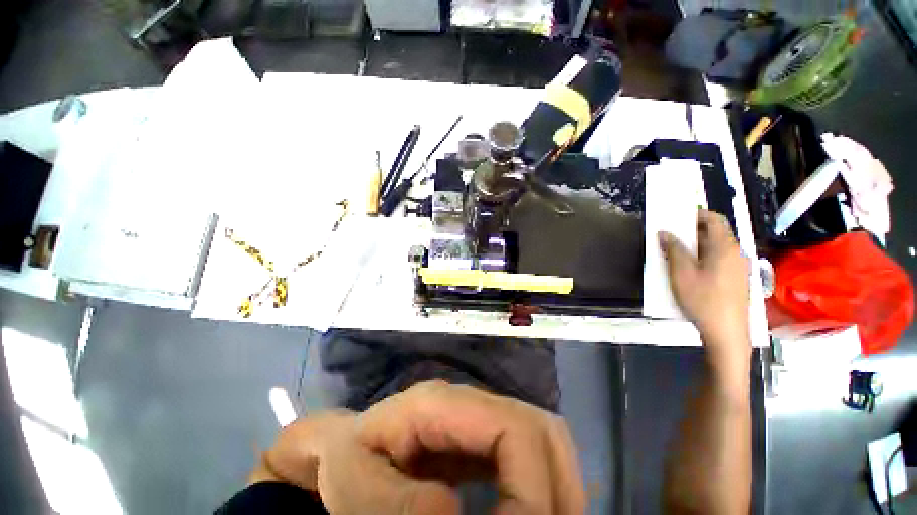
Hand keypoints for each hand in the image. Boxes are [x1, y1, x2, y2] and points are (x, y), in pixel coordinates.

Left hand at [252, 381, 584, 514]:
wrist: (350, 445)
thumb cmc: (349, 459)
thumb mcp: (355, 484)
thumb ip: (394, 503)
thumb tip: (452, 510)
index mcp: (444, 404)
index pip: (513, 428)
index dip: (532, 487)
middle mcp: (472, 402)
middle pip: (542, 428)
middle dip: (558, 487)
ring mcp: (481, 416)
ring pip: (546, 437)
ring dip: (559, 487)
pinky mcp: (484, 436)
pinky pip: (532, 452)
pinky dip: (546, 486)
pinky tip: (534, 513)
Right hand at [659, 210, 750, 376]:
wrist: (727, 332)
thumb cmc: (702, 299)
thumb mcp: (681, 273)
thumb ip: (673, 250)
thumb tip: (664, 232)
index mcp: (725, 247)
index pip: (715, 219)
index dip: (696, 214)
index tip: (677, 217)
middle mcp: (736, 254)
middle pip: (716, 233)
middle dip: (693, 231)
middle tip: (671, 236)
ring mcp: (738, 268)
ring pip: (717, 248)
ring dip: (697, 246)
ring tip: (676, 253)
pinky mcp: (737, 281)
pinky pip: (719, 261)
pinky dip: (703, 258)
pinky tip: (690, 271)